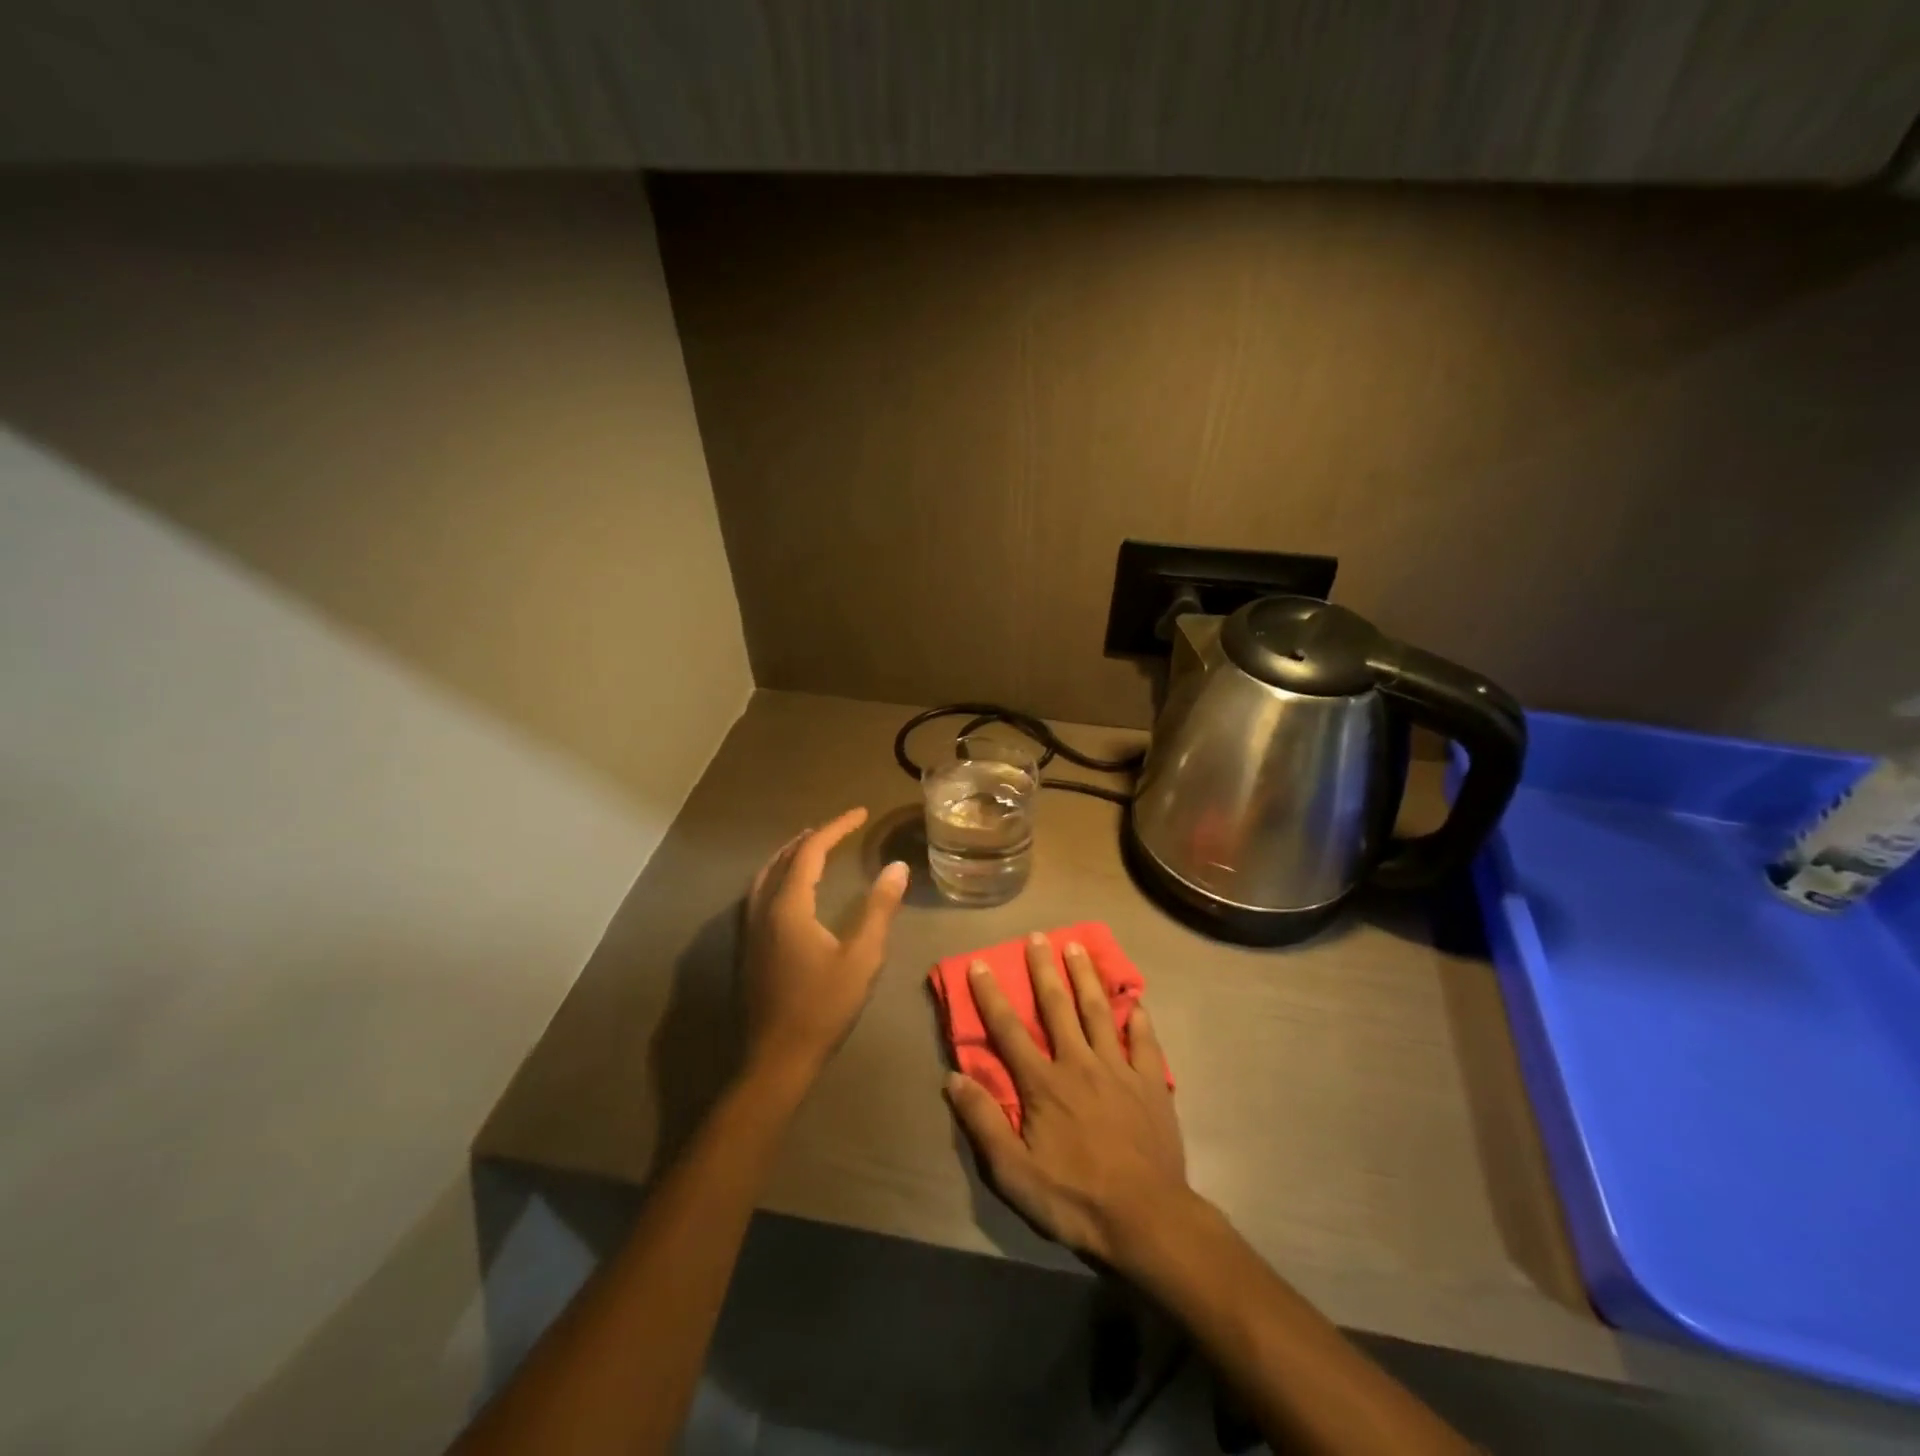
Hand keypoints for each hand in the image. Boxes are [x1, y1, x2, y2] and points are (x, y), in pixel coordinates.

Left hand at [741, 808, 909, 1082]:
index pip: (811, 851)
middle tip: (840, 826)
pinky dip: (778, 874)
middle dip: (812, 836)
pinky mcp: (748, 946)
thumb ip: (879, 909)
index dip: (836, 827)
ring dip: (791, 853)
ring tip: (813, 845)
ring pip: (766, 874)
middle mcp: (763, 909)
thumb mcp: (862, 958)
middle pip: (784, 858)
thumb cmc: (822, 1007)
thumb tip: (897, 868)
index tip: (860, 812)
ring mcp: (750, 928)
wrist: (776, 1058)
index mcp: (788, 907)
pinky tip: (790, 888)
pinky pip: (760, 892)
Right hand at [945, 932, 1189, 1267]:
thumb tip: (954, 1078)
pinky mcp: (1151, 1083)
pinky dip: (1138, 1017)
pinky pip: (1144, 1041)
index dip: (991, 995)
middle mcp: (1080, 1064)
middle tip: (1037, 935)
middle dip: (1044, 969)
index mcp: (1044, 1084)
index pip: (1009, 1031)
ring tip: (1077, 947)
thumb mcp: (1014, 1174)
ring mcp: (1119, 1070)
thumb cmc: (1075, 1199)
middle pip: (1058, 1007)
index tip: (980, 963)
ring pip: (1100, 1011)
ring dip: (1086, 977)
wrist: (1147, 1220)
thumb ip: (984, 1123)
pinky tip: (1136, 1000)